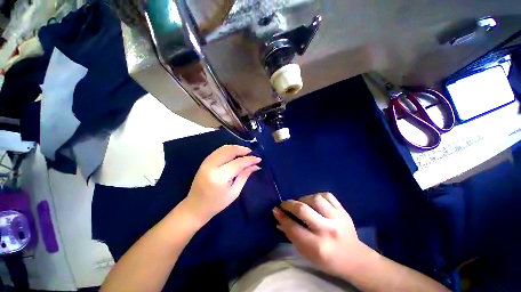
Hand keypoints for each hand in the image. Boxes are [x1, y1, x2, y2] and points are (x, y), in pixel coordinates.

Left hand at [183, 145, 260, 225]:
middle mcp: (211, 166)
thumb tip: (255, 165)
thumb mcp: (234, 192)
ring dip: (236, 148)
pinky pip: (219, 151)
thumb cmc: (217, 204)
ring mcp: (206, 162)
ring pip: (224, 148)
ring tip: (245, 152)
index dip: (250, 159)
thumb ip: (244, 175)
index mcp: (219, 177)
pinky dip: (229, 150)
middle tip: (252, 153)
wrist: (195, 207)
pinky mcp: (204, 162)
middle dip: (243, 150)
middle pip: (230, 151)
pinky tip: (235, 153)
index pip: (238, 162)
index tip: (259, 158)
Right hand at [273, 193, 369, 276]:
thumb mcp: (307, 253)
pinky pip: (327, 195)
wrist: (354, 258)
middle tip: (284, 204)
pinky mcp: (343, 211)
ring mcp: (337, 218)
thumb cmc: (327, 259)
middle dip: (289, 204)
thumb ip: (291, 234)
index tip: (275, 210)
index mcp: (318, 246)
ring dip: (303, 199)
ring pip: (315, 199)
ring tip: (301, 203)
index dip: (281, 217)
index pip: (293, 227)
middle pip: (303, 210)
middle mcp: (328, 230)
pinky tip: (314, 201)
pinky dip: (317, 195)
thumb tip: (278, 218)